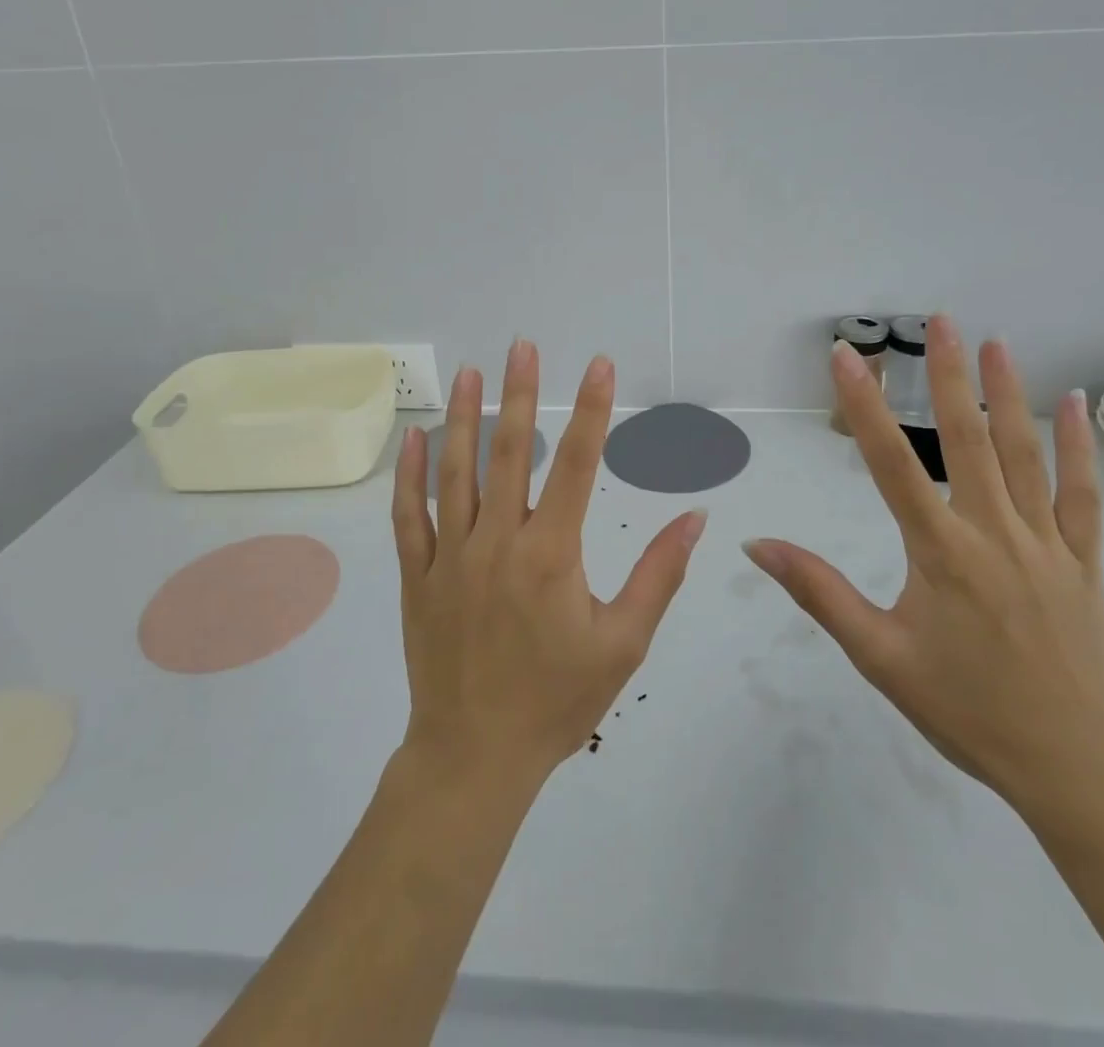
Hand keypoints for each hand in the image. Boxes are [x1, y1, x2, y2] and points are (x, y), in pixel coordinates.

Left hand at [391, 340, 707, 787]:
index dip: (590, 410)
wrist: (475, 757)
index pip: (575, 464)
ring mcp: (449, 556)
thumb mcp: (624, 642)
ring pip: (454, 472)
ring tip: (468, 373)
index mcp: (550, 554)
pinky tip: (412, 439)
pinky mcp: (416, 577)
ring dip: (461, 418)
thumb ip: (658, 573)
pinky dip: (409, 475)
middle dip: (519, 393)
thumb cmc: (557, 701)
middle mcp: (497, 542)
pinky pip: (408, 516)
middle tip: (521, 346)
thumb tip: (695, 517)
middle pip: (508, 452)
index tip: (598, 365)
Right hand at [742, 315, 1103, 815]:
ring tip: (996, 342)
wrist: (1068, 762)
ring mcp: (1045, 543)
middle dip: (948, 375)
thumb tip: (758, 547)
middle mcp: (993, 532)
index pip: (890, 464)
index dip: (864, 406)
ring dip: (1008, 394)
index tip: (847, 356)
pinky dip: (1079, 447)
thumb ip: (819, 593)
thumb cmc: (963, 707)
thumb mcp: (878, 655)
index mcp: (940, 551)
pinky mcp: (1083, 561)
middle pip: (967, 440)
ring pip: (1025, 455)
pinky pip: (1083, 494)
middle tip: (940, 320)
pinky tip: (1076, 403)